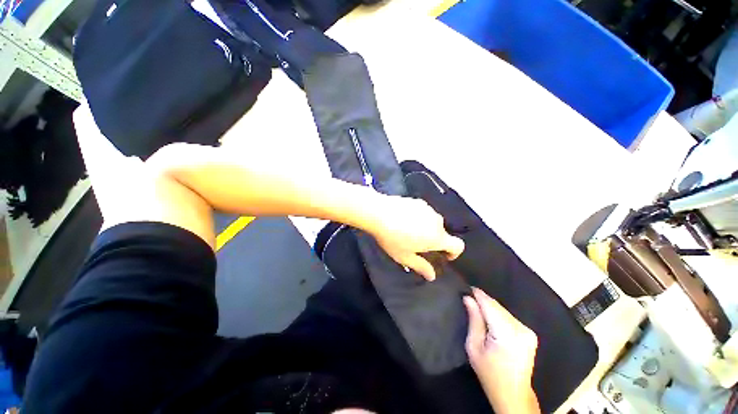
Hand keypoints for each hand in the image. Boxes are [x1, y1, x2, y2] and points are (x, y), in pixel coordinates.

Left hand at [366, 196, 463, 279]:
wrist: (378, 213)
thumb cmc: (392, 238)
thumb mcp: (405, 257)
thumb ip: (421, 266)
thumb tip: (432, 276)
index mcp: (437, 237)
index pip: (457, 245)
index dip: (454, 253)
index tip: (443, 256)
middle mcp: (436, 221)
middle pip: (442, 234)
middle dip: (434, 241)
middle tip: (417, 244)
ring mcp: (427, 209)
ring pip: (432, 222)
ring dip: (426, 228)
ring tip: (408, 231)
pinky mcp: (418, 201)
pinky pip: (424, 212)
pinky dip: (419, 218)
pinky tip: (404, 220)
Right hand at [464, 288, 540, 413]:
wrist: (513, 394)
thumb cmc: (489, 373)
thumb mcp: (474, 347)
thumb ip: (473, 320)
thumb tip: (468, 298)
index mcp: (507, 334)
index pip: (490, 305)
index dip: (478, 294)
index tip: (466, 287)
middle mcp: (521, 329)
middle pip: (497, 306)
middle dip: (483, 301)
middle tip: (469, 299)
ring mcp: (528, 331)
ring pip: (503, 310)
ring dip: (490, 307)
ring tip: (477, 309)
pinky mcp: (530, 333)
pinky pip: (509, 316)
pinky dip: (498, 314)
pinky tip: (490, 319)